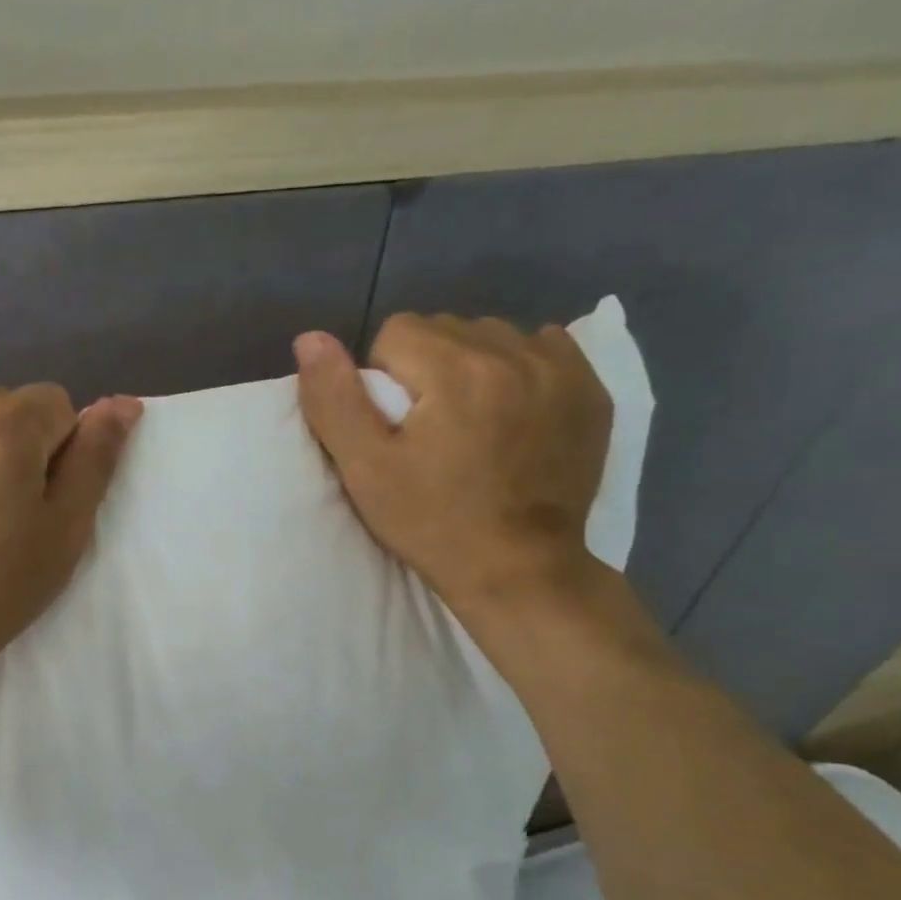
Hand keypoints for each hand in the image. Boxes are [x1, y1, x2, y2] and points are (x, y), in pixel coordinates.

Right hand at [294, 313, 612, 614]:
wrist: (519, 570)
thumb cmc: (433, 523)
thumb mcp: (366, 470)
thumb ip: (335, 400)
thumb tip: (310, 339)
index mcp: (454, 369)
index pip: (396, 331)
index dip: (383, 378)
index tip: (394, 428)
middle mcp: (512, 352)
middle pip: (446, 329)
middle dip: (427, 367)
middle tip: (428, 429)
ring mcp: (560, 369)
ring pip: (493, 336)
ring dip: (472, 366)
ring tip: (471, 421)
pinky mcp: (590, 390)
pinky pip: (543, 348)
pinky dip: (520, 369)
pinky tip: (514, 412)